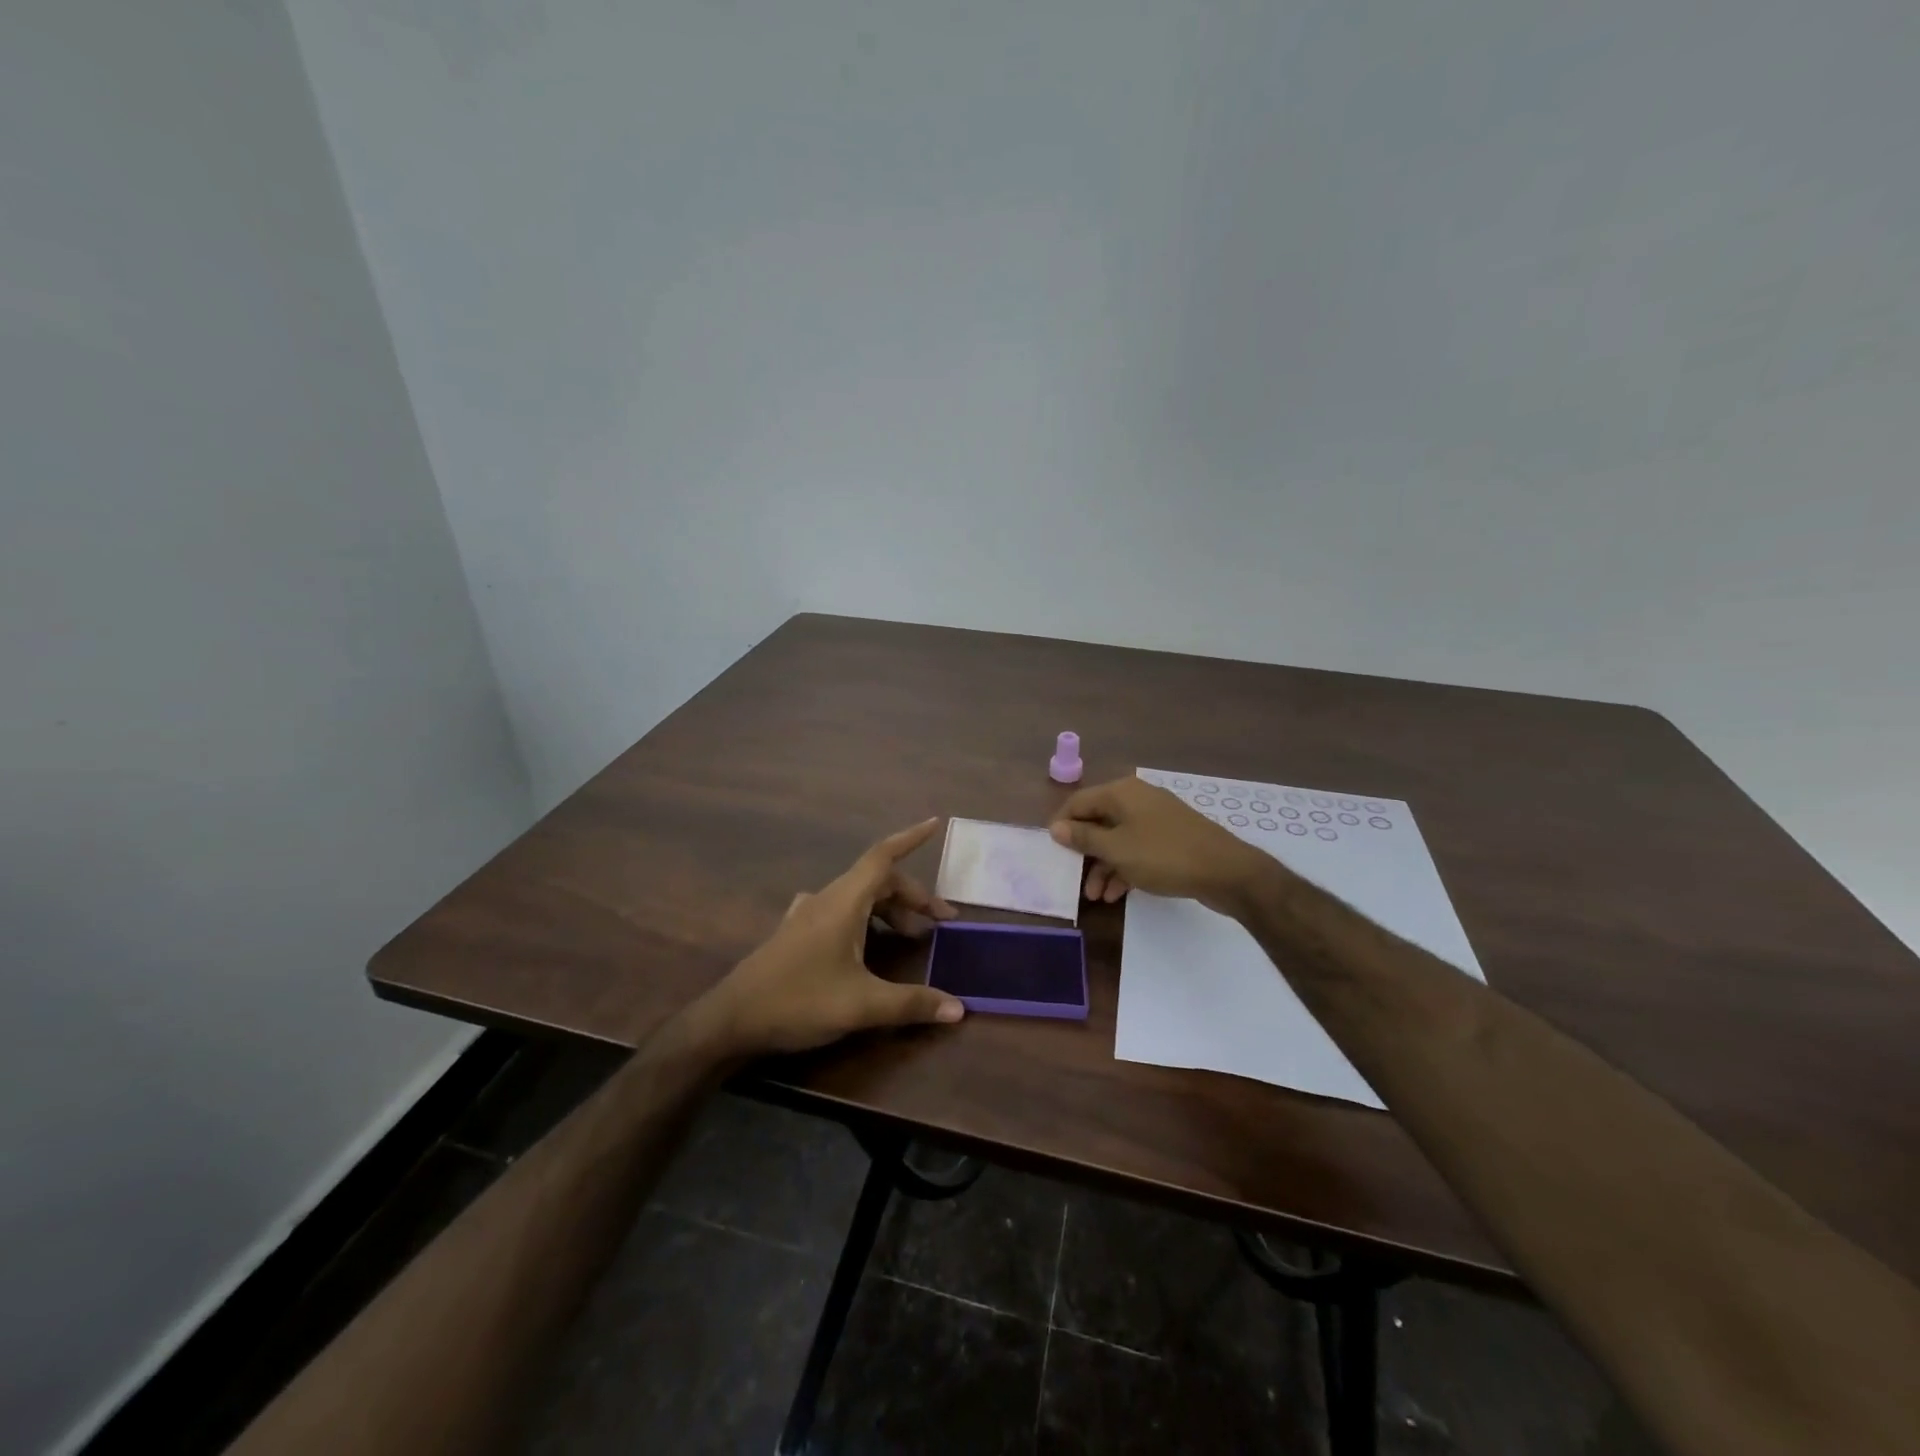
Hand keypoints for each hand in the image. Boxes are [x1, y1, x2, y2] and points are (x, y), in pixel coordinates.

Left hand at [695, 818, 965, 1056]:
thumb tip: (960, 1008)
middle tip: (939, 923)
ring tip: (911, 936)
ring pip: (858, 898)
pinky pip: (840, 911)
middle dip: (912, 896)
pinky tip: (864, 940)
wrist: (731, 1020)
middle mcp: (826, 899)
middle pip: (877, 881)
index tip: (935, 824)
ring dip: (889, 910)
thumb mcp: (862, 1005)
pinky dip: (864, 918)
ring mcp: (807, 915)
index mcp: (844, 902)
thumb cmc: (798, 1001)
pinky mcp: (796, 934)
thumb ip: (912, 1004)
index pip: (883, 857)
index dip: (911, 839)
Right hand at [1050, 777, 1265, 914]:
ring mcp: (1156, 819)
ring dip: (1103, 866)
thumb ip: (1084, 837)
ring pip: (1118, 839)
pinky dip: (1125, 868)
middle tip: (1075, 879)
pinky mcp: (1170, 839)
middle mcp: (1137, 799)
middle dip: (1084, 852)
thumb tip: (1056, 827)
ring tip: (1097, 896)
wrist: (1226, 871)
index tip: (1052, 852)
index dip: (1062, 825)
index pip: (1079, 802)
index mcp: (1121, 793)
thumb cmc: (1164, 855)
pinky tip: (1118, 894)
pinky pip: (1137, 849)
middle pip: (1098, 821)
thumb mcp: (1117, 849)